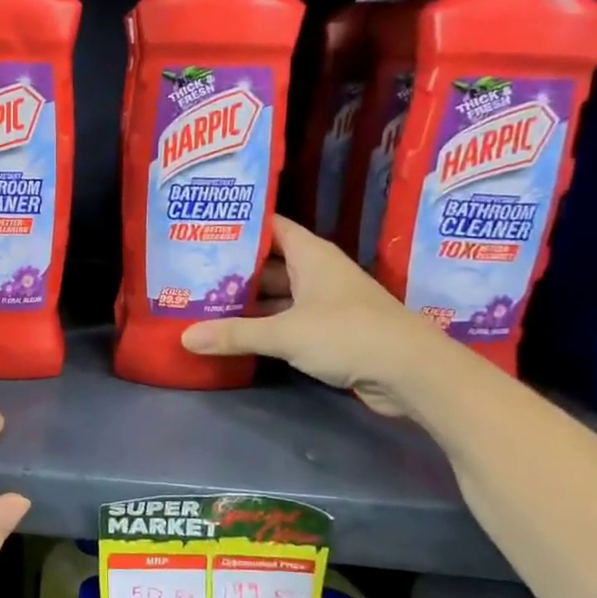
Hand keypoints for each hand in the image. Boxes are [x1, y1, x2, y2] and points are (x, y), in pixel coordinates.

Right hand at [181, 214, 449, 416]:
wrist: (411, 372)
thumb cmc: (348, 334)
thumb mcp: (285, 333)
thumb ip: (235, 334)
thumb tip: (185, 337)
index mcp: (311, 255)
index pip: (271, 227)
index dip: (241, 224)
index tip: (205, 226)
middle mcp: (318, 273)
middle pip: (270, 263)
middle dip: (235, 267)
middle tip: (192, 271)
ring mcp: (326, 303)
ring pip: (278, 294)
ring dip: (248, 300)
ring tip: (205, 301)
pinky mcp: (330, 332)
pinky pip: (288, 321)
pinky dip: (264, 325)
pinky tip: (236, 332)